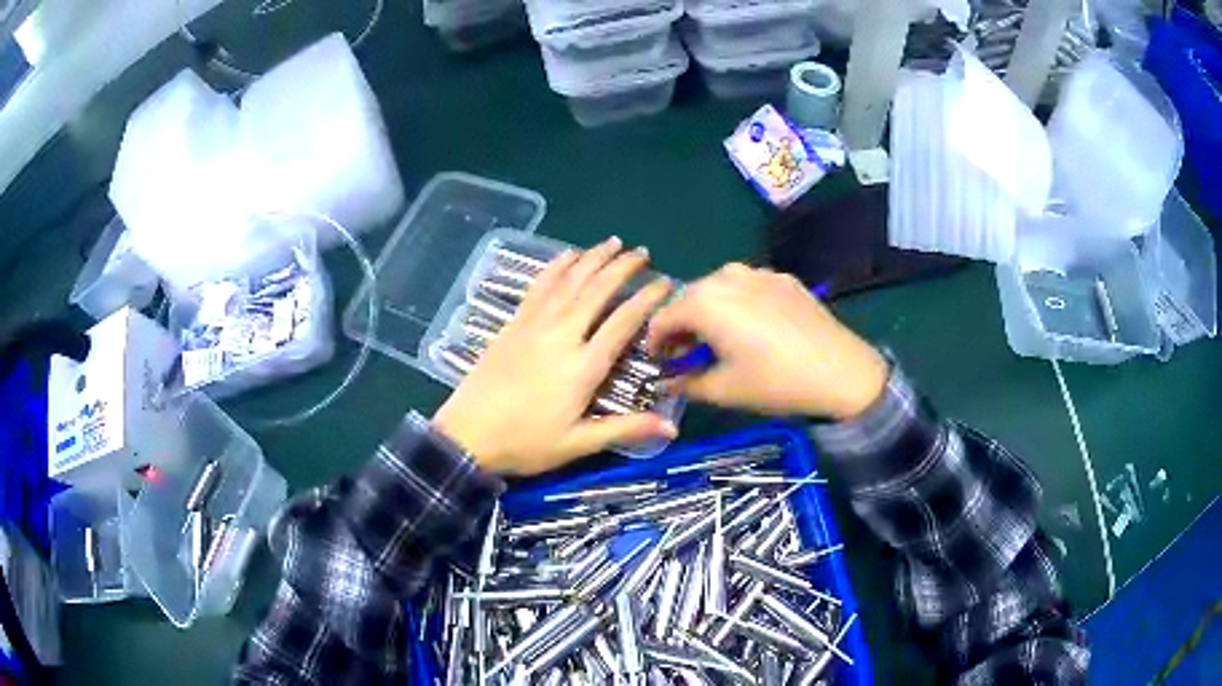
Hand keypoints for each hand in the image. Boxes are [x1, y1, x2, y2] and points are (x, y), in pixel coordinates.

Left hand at [434, 237, 675, 475]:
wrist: (467, 435)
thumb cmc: (525, 443)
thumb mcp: (577, 444)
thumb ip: (624, 429)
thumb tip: (672, 427)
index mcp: (582, 367)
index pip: (622, 323)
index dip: (647, 299)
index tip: (665, 282)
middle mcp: (561, 337)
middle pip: (596, 291)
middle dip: (622, 268)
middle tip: (642, 252)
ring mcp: (534, 326)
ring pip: (568, 282)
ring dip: (592, 258)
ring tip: (612, 241)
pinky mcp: (513, 325)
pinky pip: (539, 287)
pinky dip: (556, 267)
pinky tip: (567, 254)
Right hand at [646, 264, 887, 420]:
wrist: (841, 371)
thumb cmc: (776, 382)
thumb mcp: (724, 390)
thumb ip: (685, 384)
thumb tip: (666, 383)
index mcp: (705, 302)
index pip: (662, 318)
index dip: (654, 342)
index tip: (658, 363)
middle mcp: (726, 277)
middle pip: (689, 298)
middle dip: (681, 325)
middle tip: (685, 354)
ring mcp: (758, 273)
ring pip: (718, 288)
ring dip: (709, 311)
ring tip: (718, 339)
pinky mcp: (783, 278)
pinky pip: (747, 286)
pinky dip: (738, 304)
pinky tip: (753, 328)